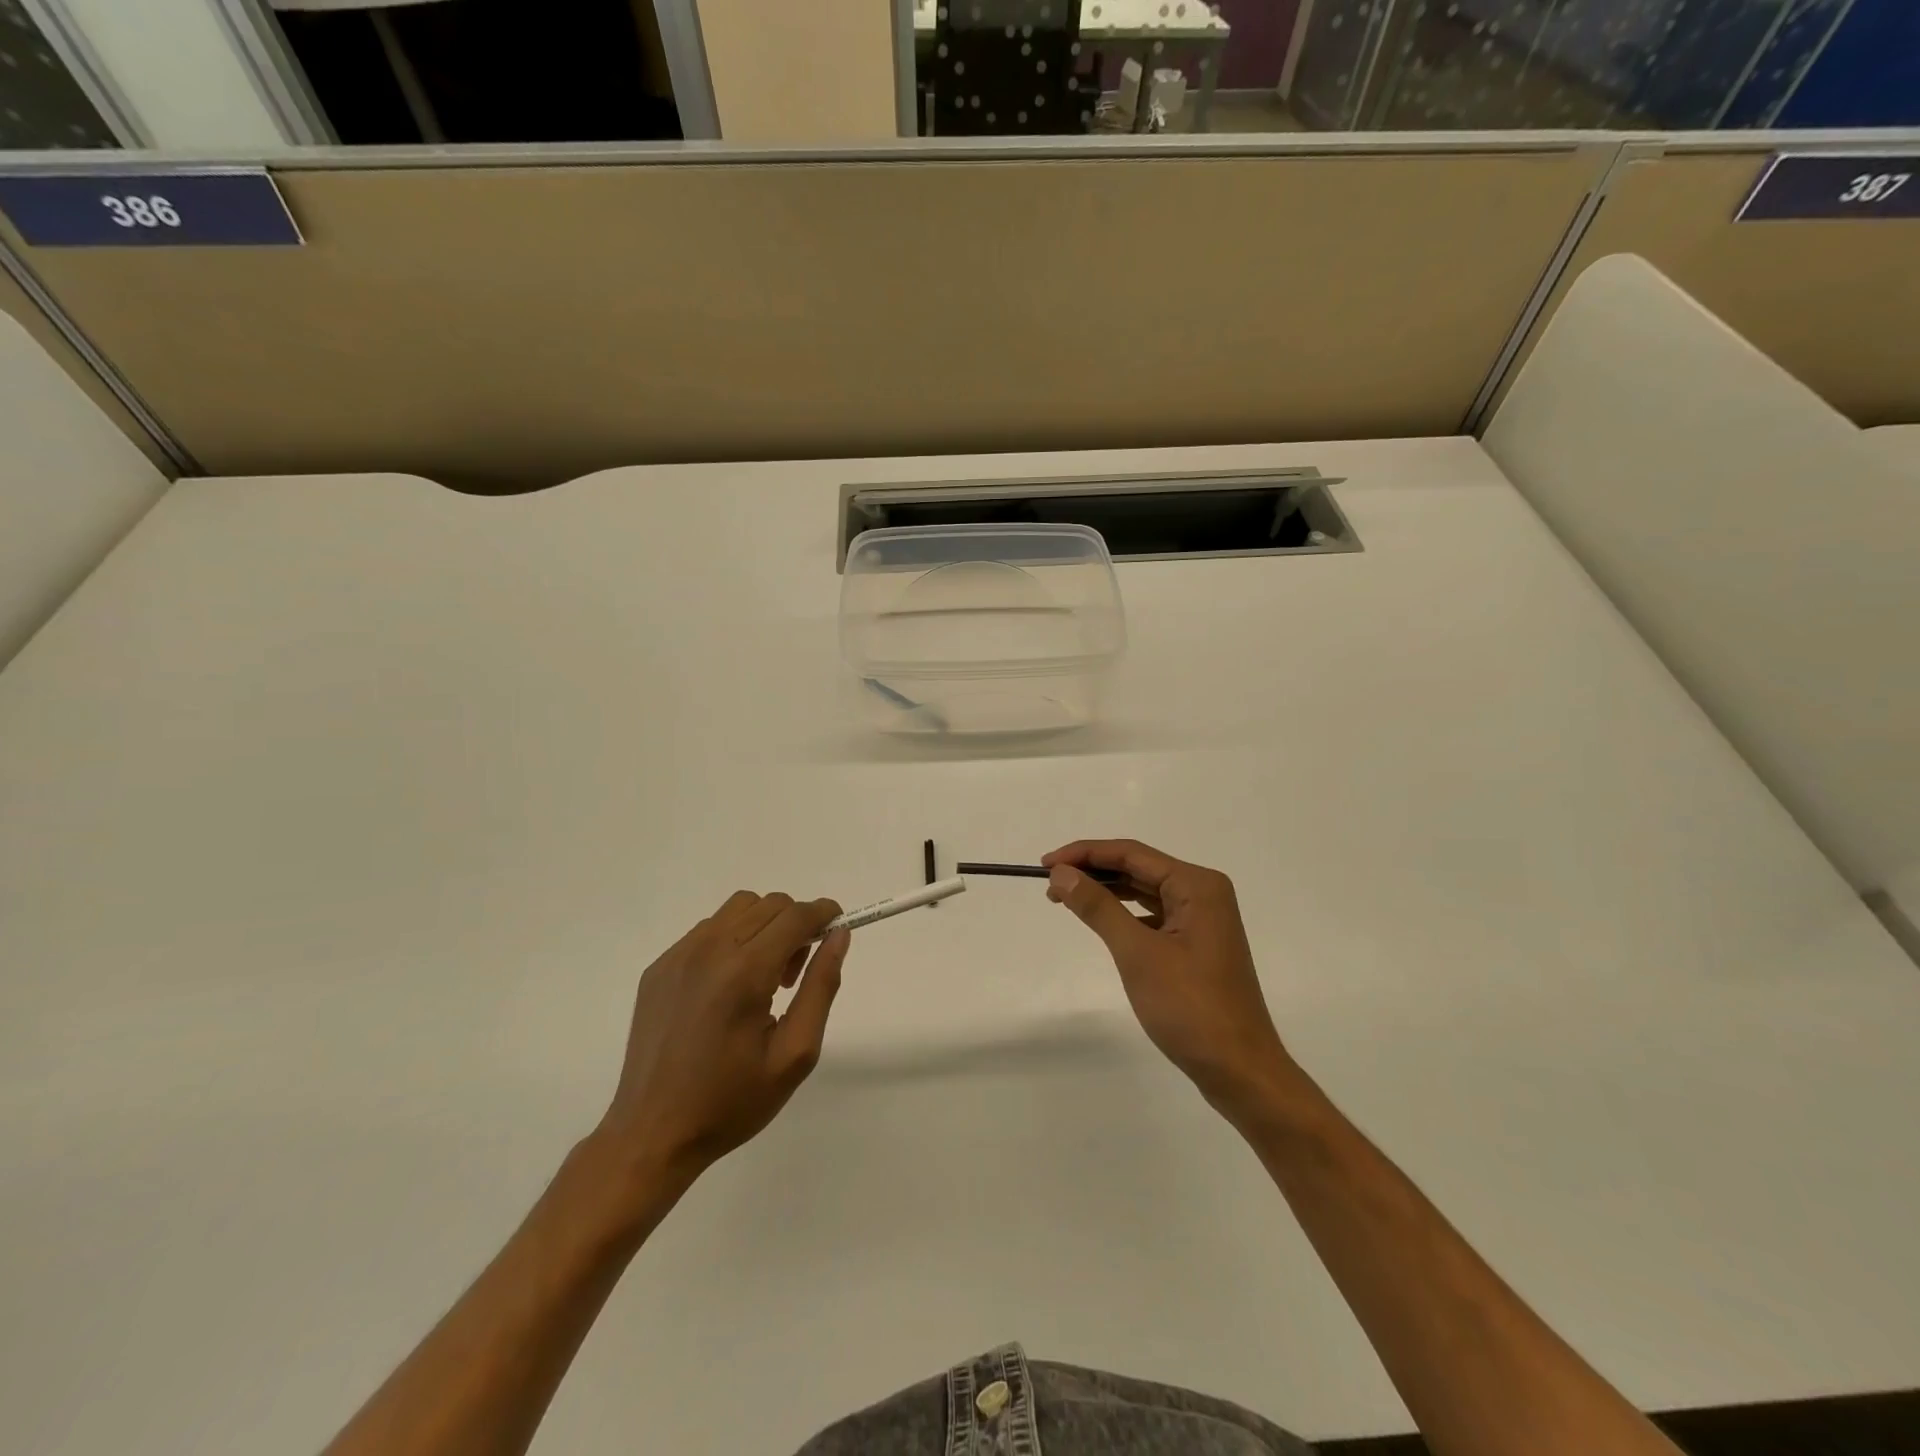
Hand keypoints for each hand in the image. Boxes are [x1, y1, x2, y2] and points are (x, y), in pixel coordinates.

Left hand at [596, 892, 849, 1184]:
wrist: (652, 1135)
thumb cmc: (731, 1101)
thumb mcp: (794, 1054)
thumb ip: (821, 986)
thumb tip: (839, 935)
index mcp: (745, 973)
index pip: (795, 916)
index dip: (824, 914)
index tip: (837, 930)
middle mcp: (709, 951)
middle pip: (769, 904)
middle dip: (795, 926)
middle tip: (793, 976)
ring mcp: (678, 956)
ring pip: (738, 909)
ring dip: (763, 927)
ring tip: (760, 980)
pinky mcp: (659, 967)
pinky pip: (708, 930)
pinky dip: (731, 941)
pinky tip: (727, 989)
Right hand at [1044, 840, 1290, 1119]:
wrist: (1239, 1070)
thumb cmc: (1190, 1007)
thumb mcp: (1137, 953)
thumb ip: (1098, 907)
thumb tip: (1061, 873)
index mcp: (1197, 885)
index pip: (1131, 854)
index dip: (1085, 853)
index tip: (1044, 864)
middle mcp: (1203, 893)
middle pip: (1138, 868)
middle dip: (1093, 871)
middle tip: (1050, 883)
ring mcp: (1203, 919)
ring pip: (1145, 891)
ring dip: (1107, 892)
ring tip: (1066, 898)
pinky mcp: (1198, 944)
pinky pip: (1154, 915)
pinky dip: (1125, 914)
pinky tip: (1103, 922)